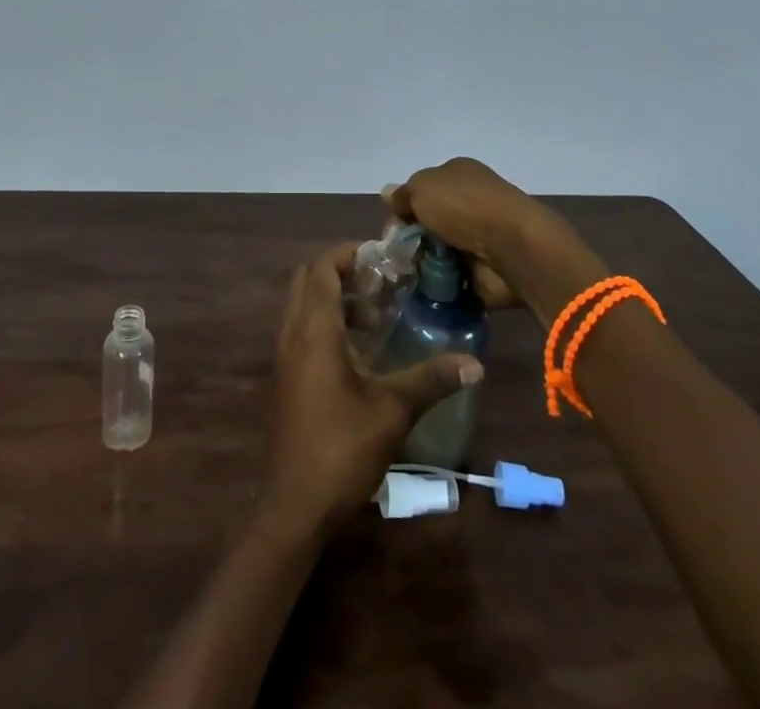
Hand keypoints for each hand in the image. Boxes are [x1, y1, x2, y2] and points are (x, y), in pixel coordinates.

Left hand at [262, 244, 481, 535]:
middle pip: (307, 280)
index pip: (321, 268)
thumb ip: (430, 379)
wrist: (295, 506)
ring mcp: (284, 357)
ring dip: (334, 298)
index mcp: (313, 331)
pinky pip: (301, 330)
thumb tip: (474, 363)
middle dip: (341, 271)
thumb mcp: (393, 411)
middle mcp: (292, 334)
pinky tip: (360, 350)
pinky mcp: (286, 378)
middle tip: (380, 282)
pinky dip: (325, 322)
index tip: (381, 255)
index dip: (347, 253)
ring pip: (303, 305)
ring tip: (376, 314)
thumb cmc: (341, 449)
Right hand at [383, 157, 553, 309]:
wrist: (513, 248)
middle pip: (429, 222)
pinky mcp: (485, 270)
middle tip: (397, 257)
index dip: (403, 209)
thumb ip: (403, 194)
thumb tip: (388, 195)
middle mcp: (470, 202)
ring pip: (438, 252)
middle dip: (411, 240)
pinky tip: (425, 291)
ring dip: (423, 264)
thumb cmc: (465, 207)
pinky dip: (440, 286)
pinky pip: (453, 278)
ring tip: (407, 278)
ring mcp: (479, 237)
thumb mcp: (423, 188)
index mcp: (458, 175)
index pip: (422, 190)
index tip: (392, 230)